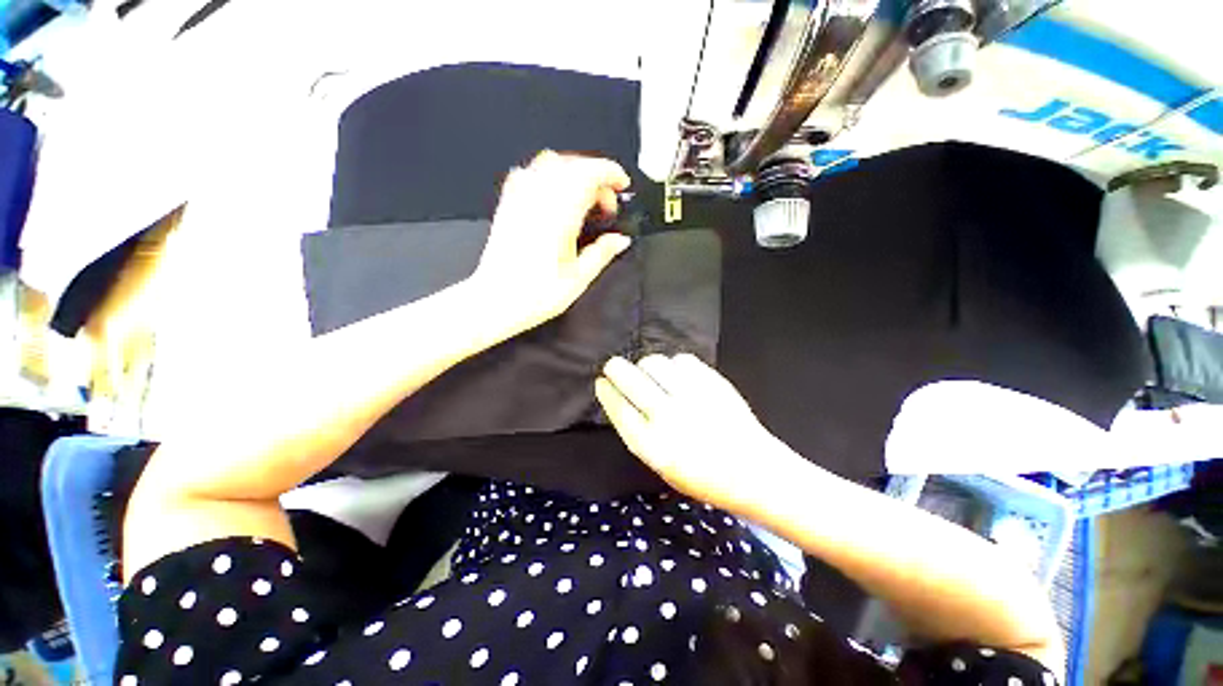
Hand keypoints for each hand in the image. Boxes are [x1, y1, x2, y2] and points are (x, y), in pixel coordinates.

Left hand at [471, 151, 632, 333]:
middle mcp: (538, 201)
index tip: (622, 185)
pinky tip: (555, 198)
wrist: (495, 301)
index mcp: (559, 217)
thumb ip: (602, 253)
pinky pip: (528, 173)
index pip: (588, 174)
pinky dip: (548, 176)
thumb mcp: (578, 279)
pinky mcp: (508, 205)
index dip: (610, 173)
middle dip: (596, 176)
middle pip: (572, 165)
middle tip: (606, 206)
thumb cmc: (535, 295)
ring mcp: (519, 199)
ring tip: (583, 199)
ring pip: (550, 163)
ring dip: (573, 173)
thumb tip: (621, 240)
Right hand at [595, 354, 796, 514]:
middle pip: (630, 379)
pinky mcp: (712, 383)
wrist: (754, 471)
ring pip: (655, 363)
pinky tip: (677, 374)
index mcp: (653, 445)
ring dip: (647, 366)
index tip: (601, 382)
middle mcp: (668, 417)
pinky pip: (682, 360)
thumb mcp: (662, 467)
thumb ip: (641, 435)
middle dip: (616, 368)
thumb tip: (623, 402)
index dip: (606, 392)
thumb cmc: (704, 477)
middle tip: (613, 366)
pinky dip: (674, 365)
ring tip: (651, 373)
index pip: (619, 408)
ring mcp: (691, 396)